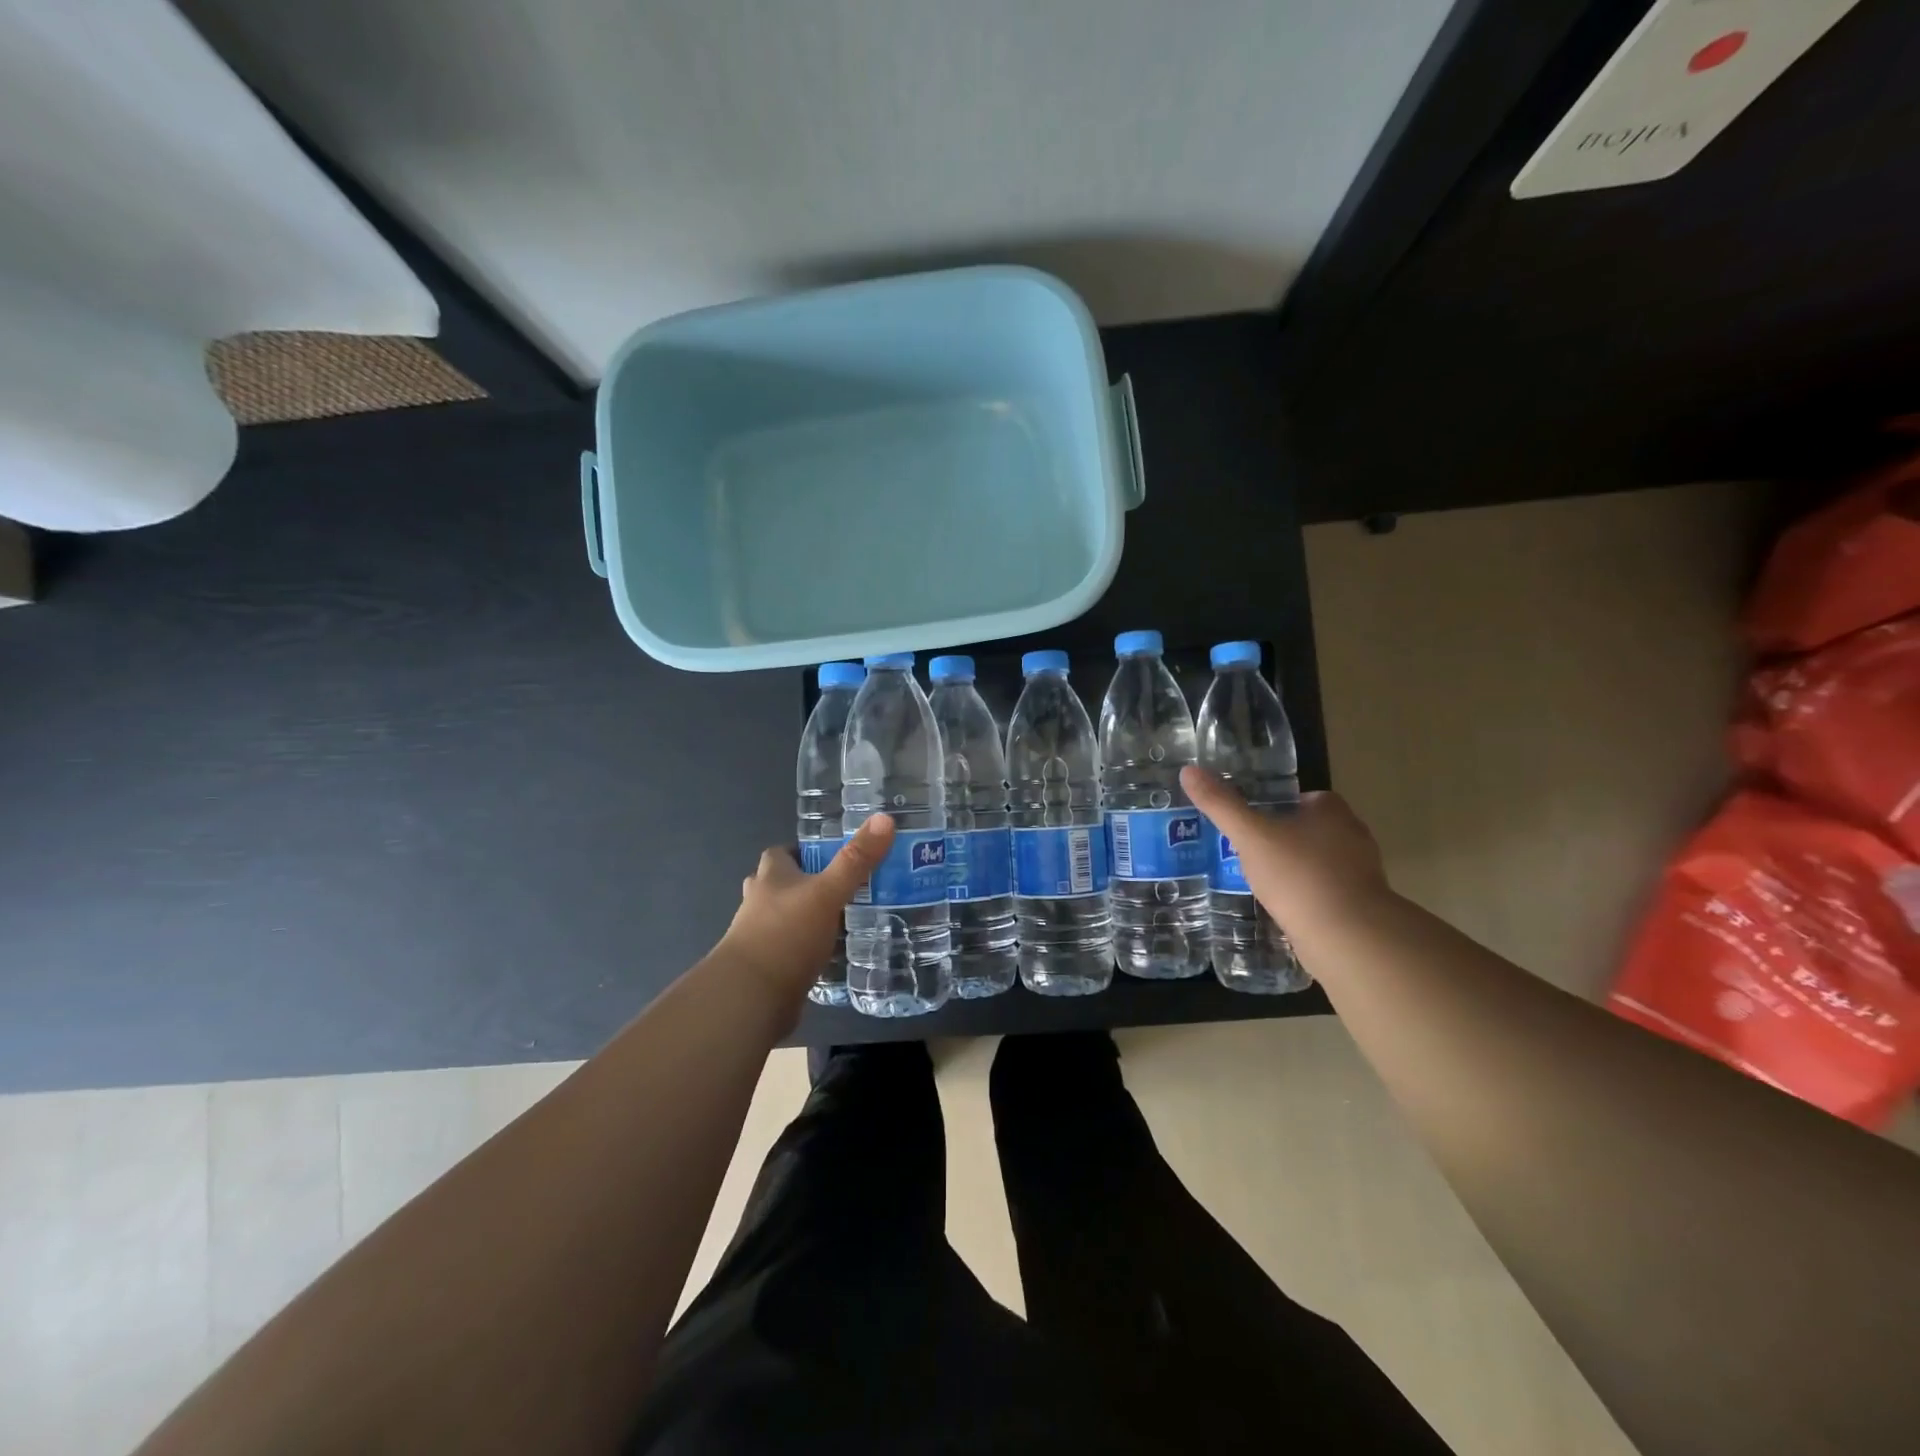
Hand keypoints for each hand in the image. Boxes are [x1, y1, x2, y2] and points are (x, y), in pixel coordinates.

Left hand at [716, 814, 896, 1000]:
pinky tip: (832, 955)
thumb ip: (856, 860)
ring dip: (806, 918)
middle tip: (841, 888)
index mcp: (770, 878)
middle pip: (780, 885)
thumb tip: (885, 818)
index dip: (801, 852)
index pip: (779, 854)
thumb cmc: (786, 934)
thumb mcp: (828, 893)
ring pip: (784, 919)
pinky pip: (790, 951)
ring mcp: (759, 938)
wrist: (750, 998)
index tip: (829, 856)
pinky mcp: (768, 969)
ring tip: (843, 920)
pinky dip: (807, 950)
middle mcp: (759, 903)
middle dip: (805, 885)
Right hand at [1179, 767, 1391, 928]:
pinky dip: (1305, 897)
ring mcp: (1360, 873)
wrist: (1348, 937)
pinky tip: (1281, 908)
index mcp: (1332, 810)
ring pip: (1317, 862)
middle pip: (1309, 829)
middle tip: (1247, 852)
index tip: (1249, 823)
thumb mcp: (1250, 836)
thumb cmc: (1298, 876)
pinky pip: (1325, 892)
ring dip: (1293, 870)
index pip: (1301, 798)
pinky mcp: (1359, 905)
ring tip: (1259, 882)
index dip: (1275, 807)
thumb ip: (1220, 805)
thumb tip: (1188, 770)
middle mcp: (1352, 835)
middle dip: (1282, 839)